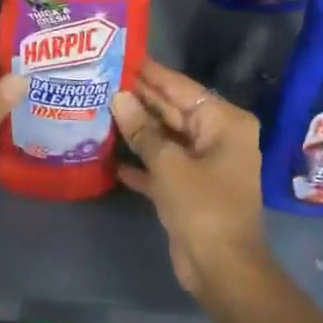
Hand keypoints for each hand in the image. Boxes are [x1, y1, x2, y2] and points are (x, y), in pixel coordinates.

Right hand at [111, 61, 270, 297]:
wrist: (221, 267)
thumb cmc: (202, 207)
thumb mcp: (169, 164)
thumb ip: (142, 130)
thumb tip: (119, 98)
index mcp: (224, 123)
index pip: (181, 88)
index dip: (151, 73)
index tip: (121, 55)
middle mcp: (217, 138)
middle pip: (173, 111)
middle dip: (139, 100)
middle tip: (101, 80)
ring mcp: (204, 164)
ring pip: (165, 138)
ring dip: (136, 130)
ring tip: (98, 109)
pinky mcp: (189, 188)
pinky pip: (162, 165)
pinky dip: (140, 162)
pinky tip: (111, 157)